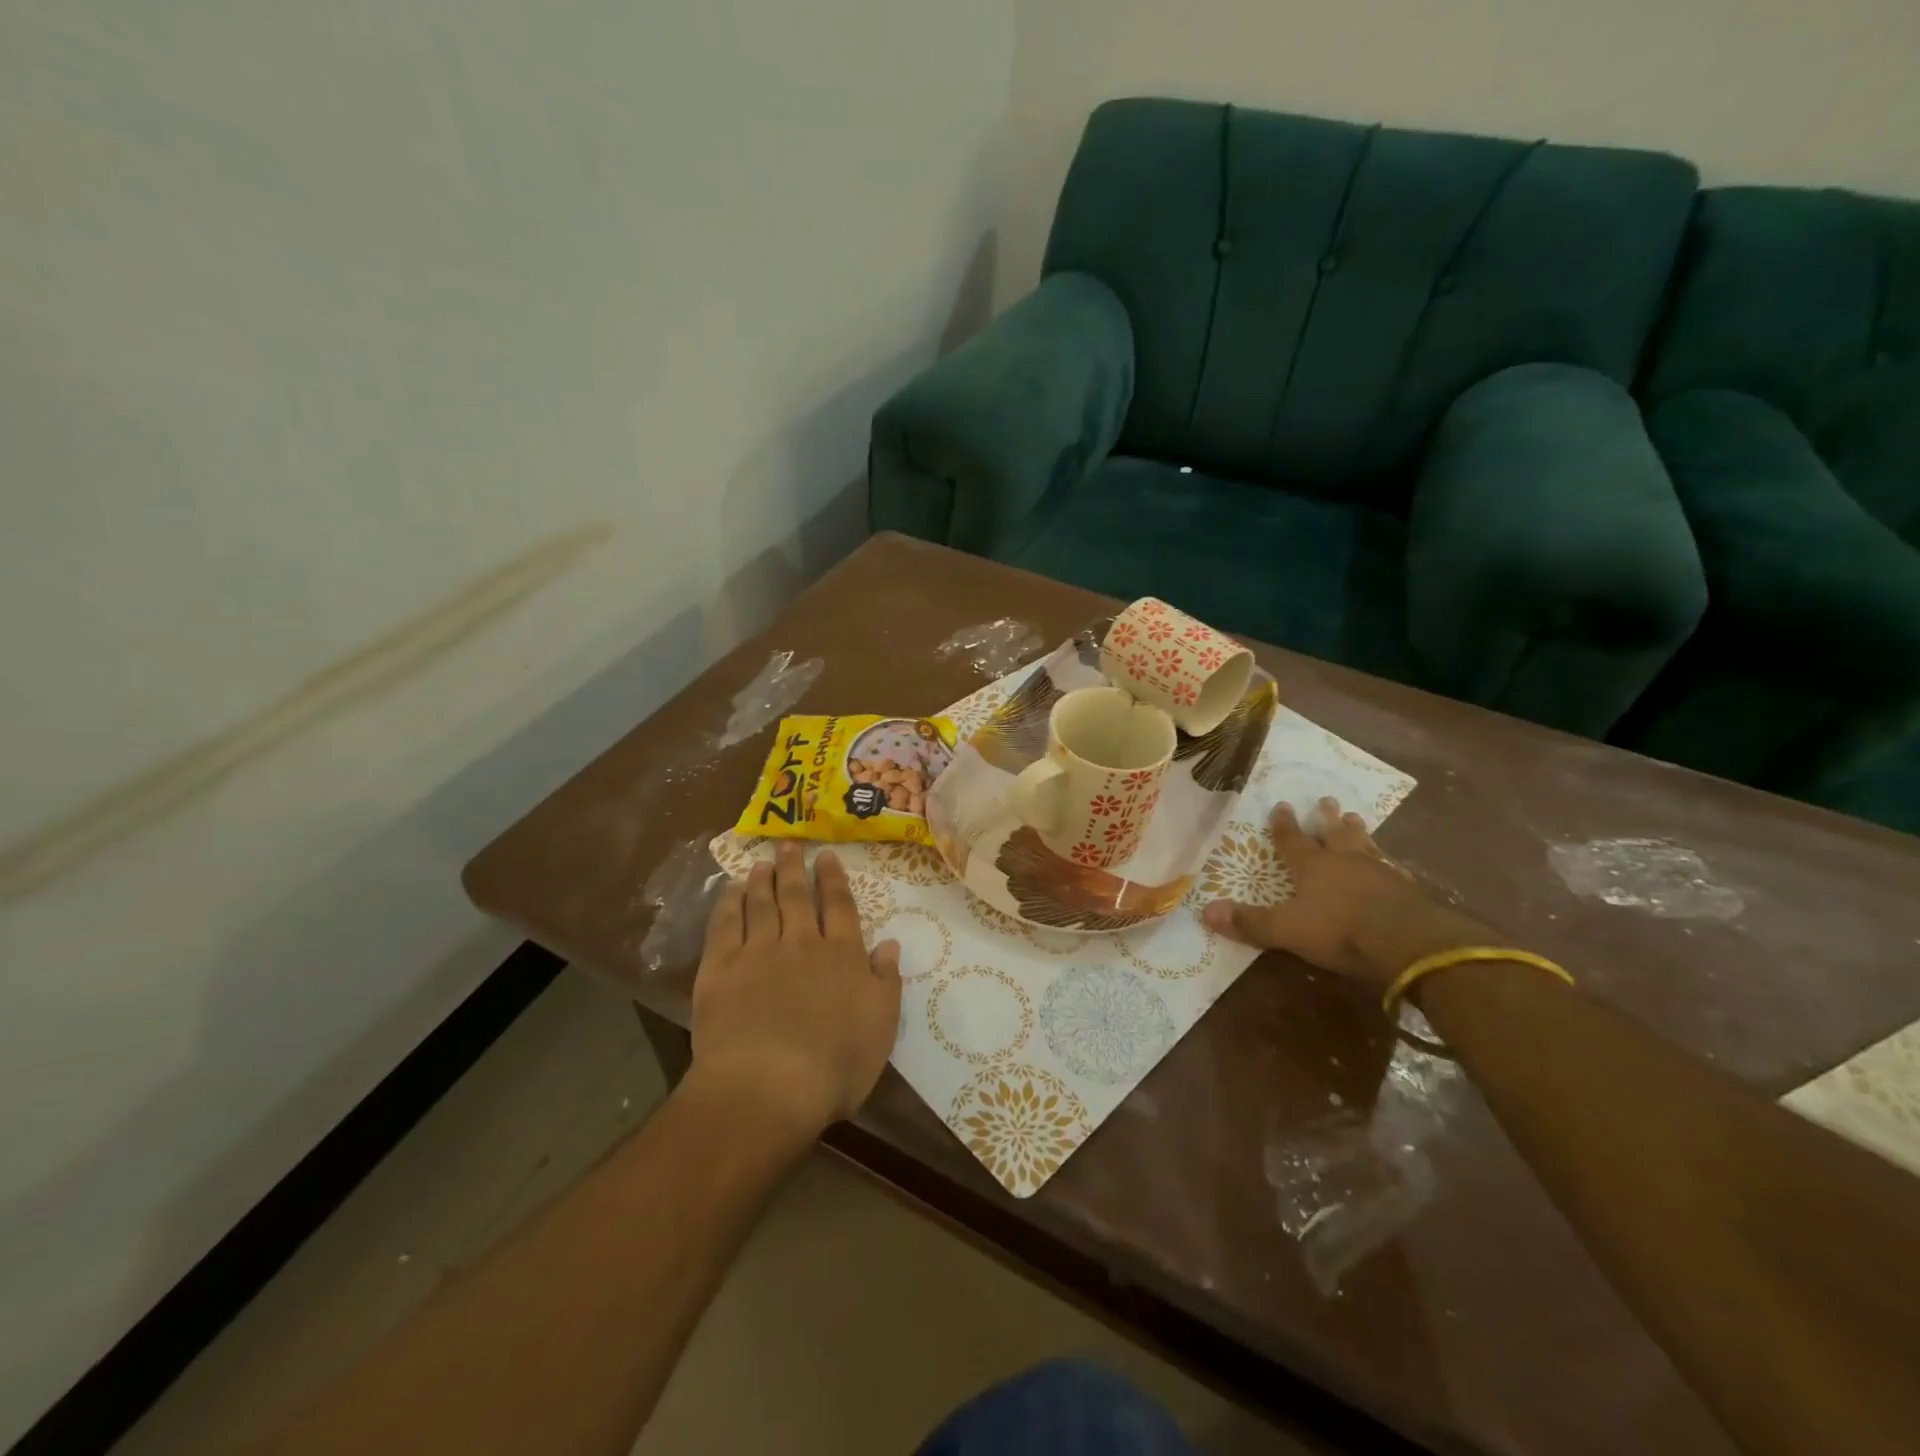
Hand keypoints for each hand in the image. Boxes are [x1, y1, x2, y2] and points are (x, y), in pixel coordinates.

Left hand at [689, 843, 901, 1141]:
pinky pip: (725, 924)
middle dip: (795, 868)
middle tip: (789, 844)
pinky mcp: (721, 968)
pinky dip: (729, 903)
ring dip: (762, 880)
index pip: (839, 906)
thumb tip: (889, 943)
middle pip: (798, 896)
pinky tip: (730, 890)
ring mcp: (758, 952)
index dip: (833, 879)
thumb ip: (886, 981)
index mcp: (842, 955)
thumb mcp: (880, 1026)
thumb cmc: (835, 1065)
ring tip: (761, 862)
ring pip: (761, 904)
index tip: (827, 856)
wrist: (768, 1086)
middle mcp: (801, 942)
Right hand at [1202, 797, 1488, 987]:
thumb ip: (1250, 922)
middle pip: (1333, 833)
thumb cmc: (1339, 930)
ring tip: (1356, 817)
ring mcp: (1379, 872)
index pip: (1292, 839)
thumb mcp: (1286, 930)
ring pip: (1364, 844)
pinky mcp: (1407, 889)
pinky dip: (1387, 862)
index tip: (1281, 805)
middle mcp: (1344, 861)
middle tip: (1327, 800)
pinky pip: (1393, 867)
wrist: (1408, 941)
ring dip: (1357, 832)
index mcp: (1312, 866)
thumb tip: (1205, 911)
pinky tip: (1391, 862)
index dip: (1283, 825)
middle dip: (1327, 818)